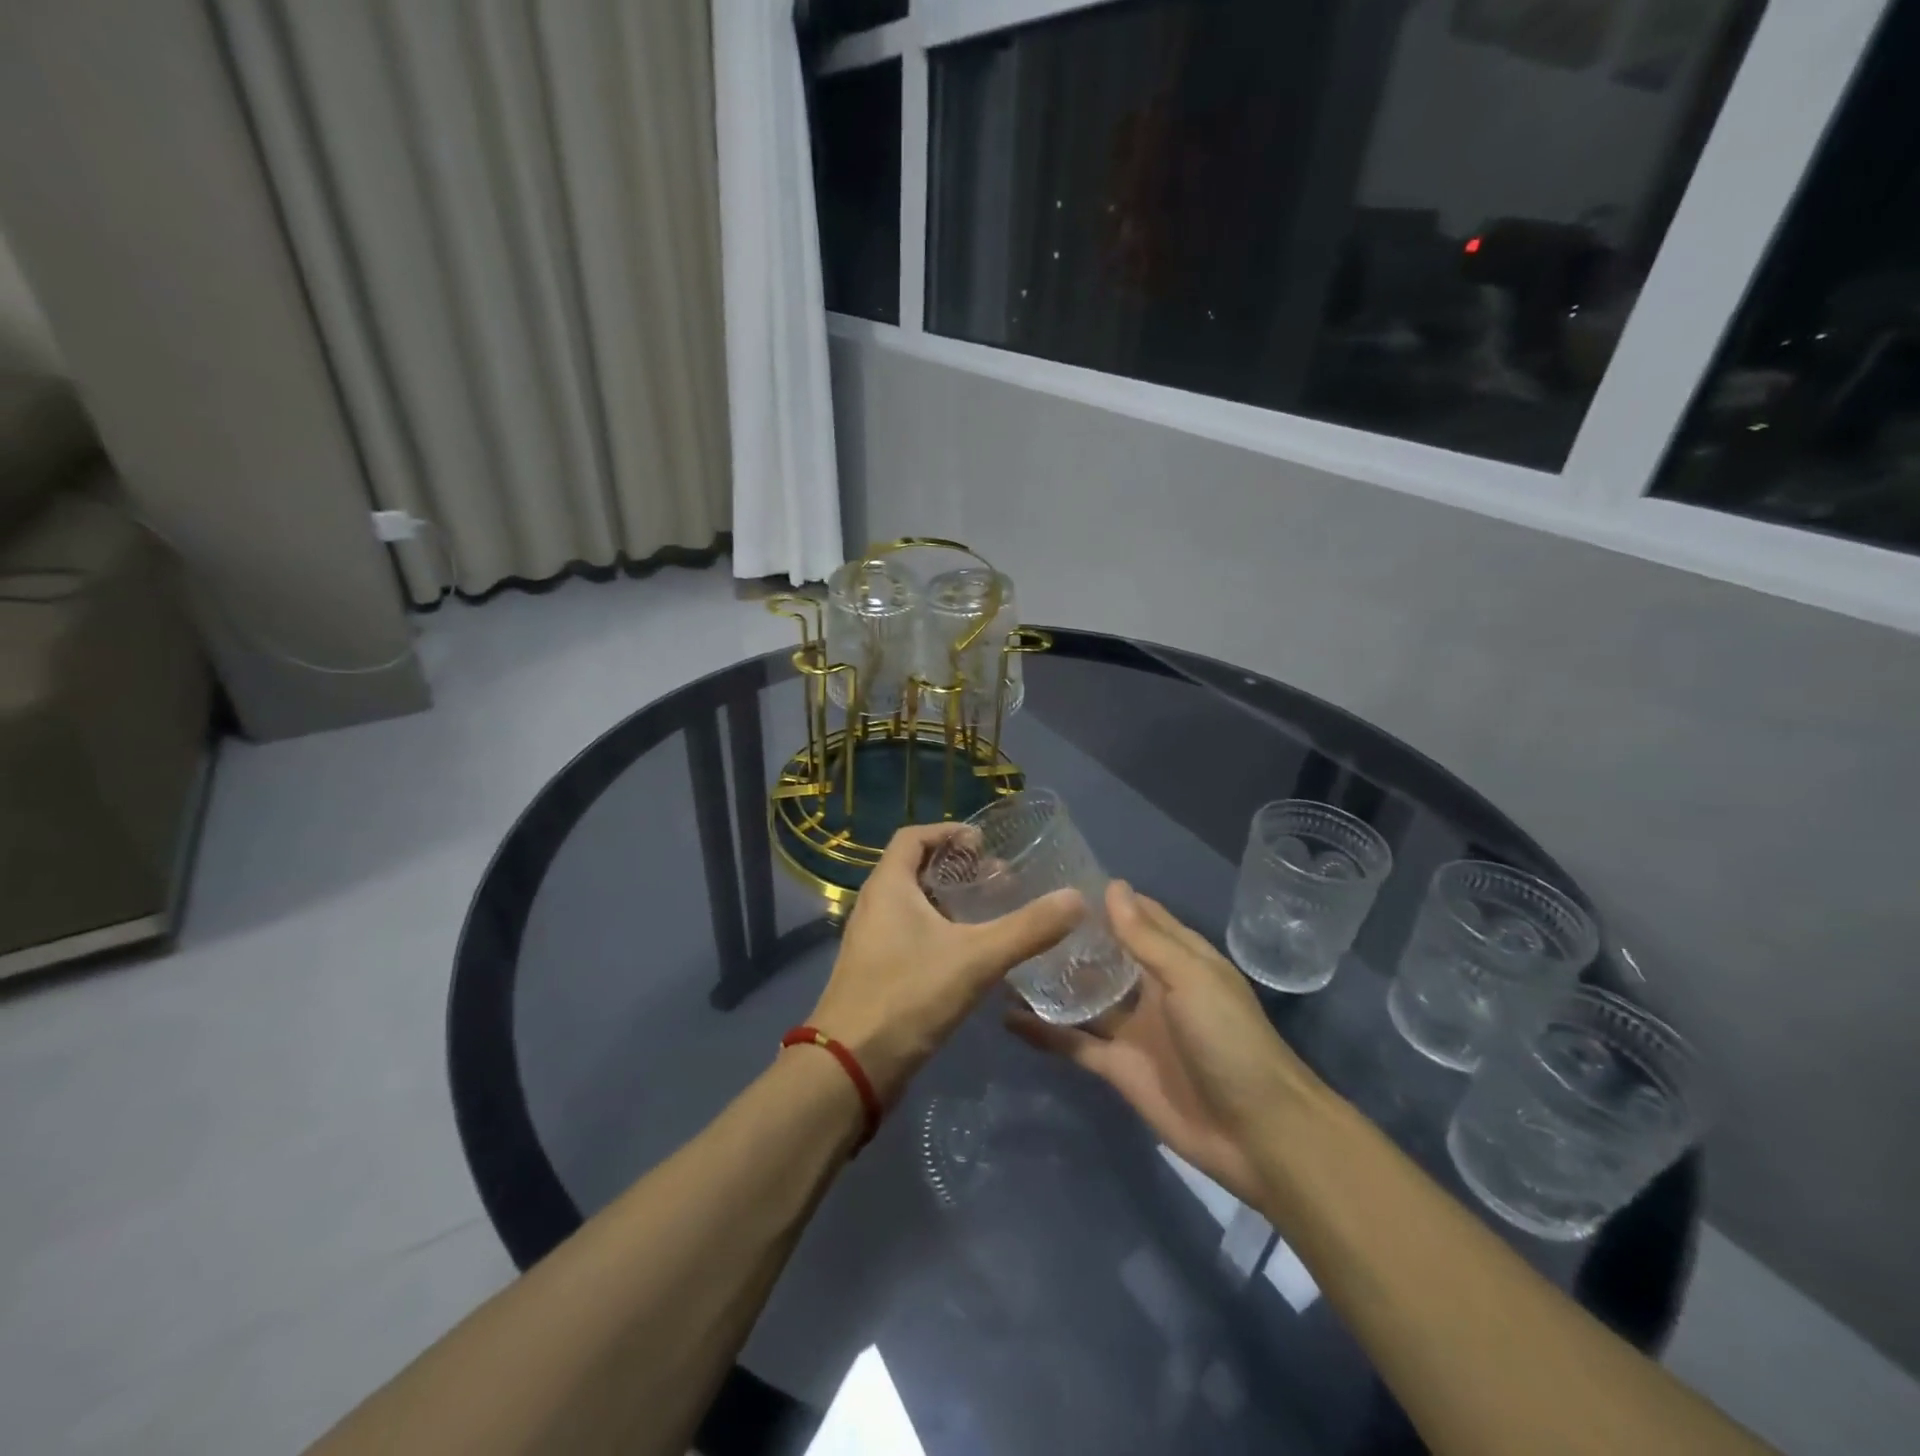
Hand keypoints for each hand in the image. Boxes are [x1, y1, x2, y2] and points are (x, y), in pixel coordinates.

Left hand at [806, 822, 1083, 1104]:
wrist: (851, 1068)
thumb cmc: (908, 996)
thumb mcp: (976, 958)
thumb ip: (1027, 928)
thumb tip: (1076, 898)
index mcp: (888, 886)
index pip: (913, 836)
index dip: (949, 832)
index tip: (985, 843)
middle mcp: (875, 905)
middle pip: (916, 868)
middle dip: (958, 867)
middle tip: (999, 879)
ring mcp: (873, 940)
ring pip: (914, 903)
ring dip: (951, 900)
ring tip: (992, 911)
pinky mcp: (877, 970)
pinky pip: (911, 933)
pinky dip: (942, 929)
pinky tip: (972, 952)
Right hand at [1008, 882, 1329, 1208]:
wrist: (1258, 1134)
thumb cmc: (1230, 1040)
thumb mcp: (1191, 978)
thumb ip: (1146, 938)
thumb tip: (1112, 886)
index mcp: (1178, 959)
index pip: (1138, 916)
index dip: (1104, 898)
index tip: (1057, 877)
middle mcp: (1151, 988)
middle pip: (1105, 955)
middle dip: (1069, 937)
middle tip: (1018, 913)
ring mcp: (1132, 1029)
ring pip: (1084, 997)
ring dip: (1051, 981)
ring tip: (1005, 957)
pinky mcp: (1117, 1067)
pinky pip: (1073, 1043)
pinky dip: (1043, 1032)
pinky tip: (1006, 1016)